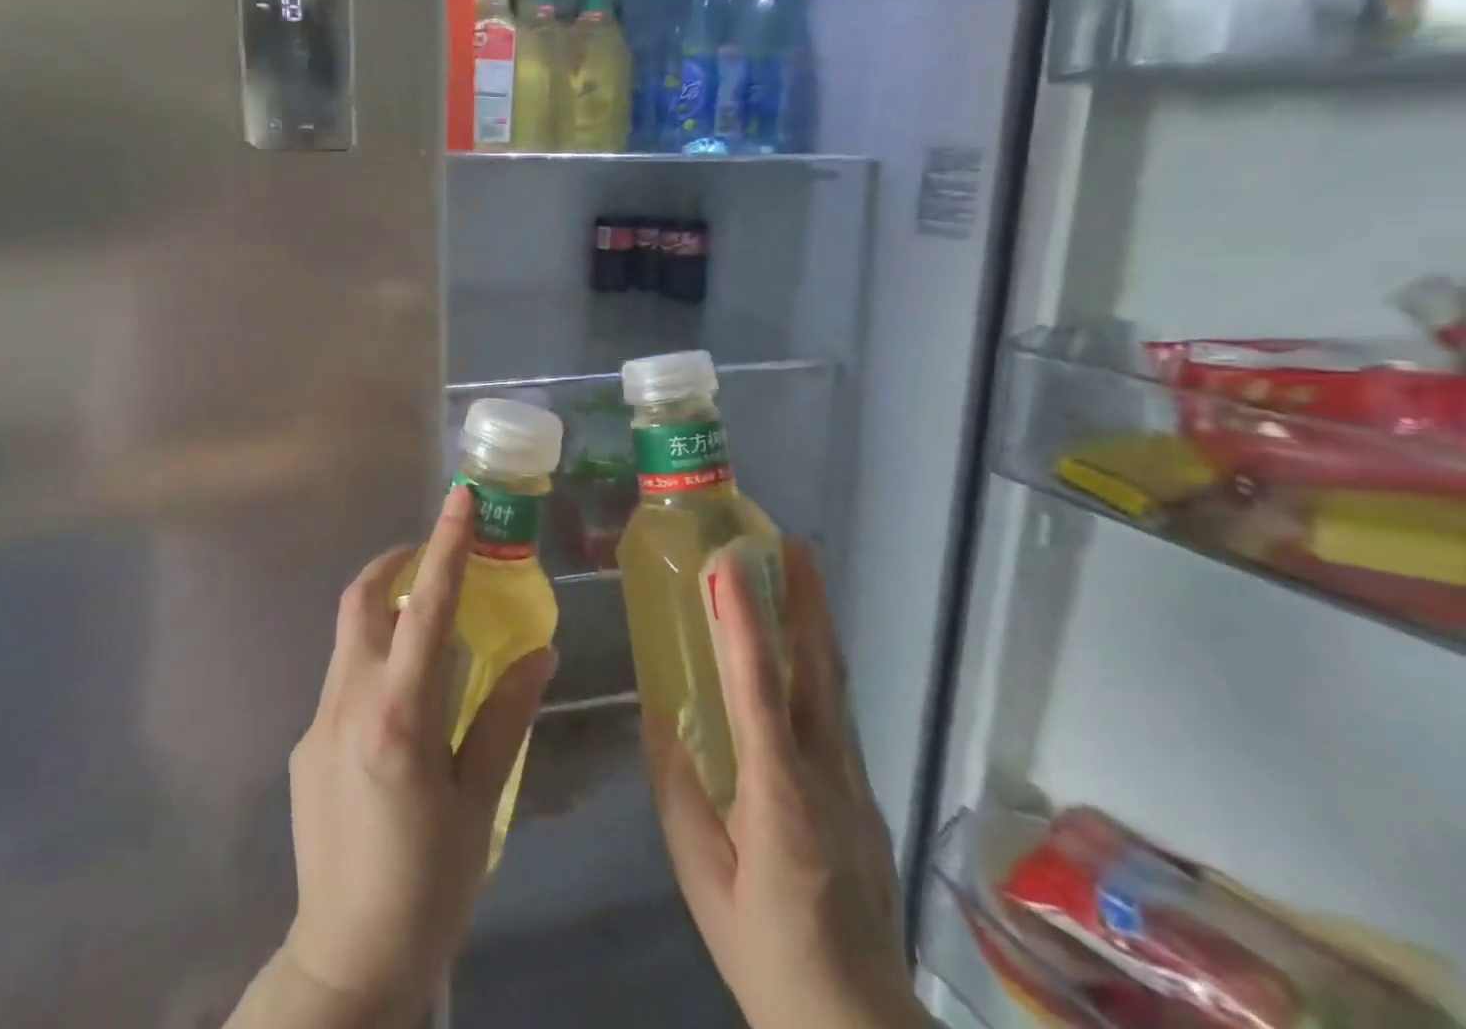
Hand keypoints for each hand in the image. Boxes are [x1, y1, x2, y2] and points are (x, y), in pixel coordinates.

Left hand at [274, 485, 556, 1022]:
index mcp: (398, 716)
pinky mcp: (304, 745)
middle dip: (397, 563)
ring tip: (430, 630)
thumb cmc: (429, 883)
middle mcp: (348, 704)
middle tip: (435, 558)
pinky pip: (343, 679)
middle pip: (363, 602)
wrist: (345, 961)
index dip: (447, 547)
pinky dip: (374, 662)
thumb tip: (541, 653)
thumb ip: (506, 715)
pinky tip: (403, 707)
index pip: (428, 609)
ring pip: (350, 637)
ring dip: (387, 612)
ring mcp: (317, 723)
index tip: (460, 499)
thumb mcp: (480, 800)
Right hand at [645, 540, 924, 1028]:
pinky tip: (802, 650)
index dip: (744, 623)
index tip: (730, 565)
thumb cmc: (767, 956)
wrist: (860, 1028)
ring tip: (801, 574)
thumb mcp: (702, 882)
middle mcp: (827, 776)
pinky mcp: (865, 794)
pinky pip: (837, 712)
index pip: (759, 691)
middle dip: (806, 601)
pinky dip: (819, 664)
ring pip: (835, 686)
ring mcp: (855, 783)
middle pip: (818, 671)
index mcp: (779, 799)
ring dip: (817, 623)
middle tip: (792, 544)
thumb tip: (659, 717)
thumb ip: (679, 794)